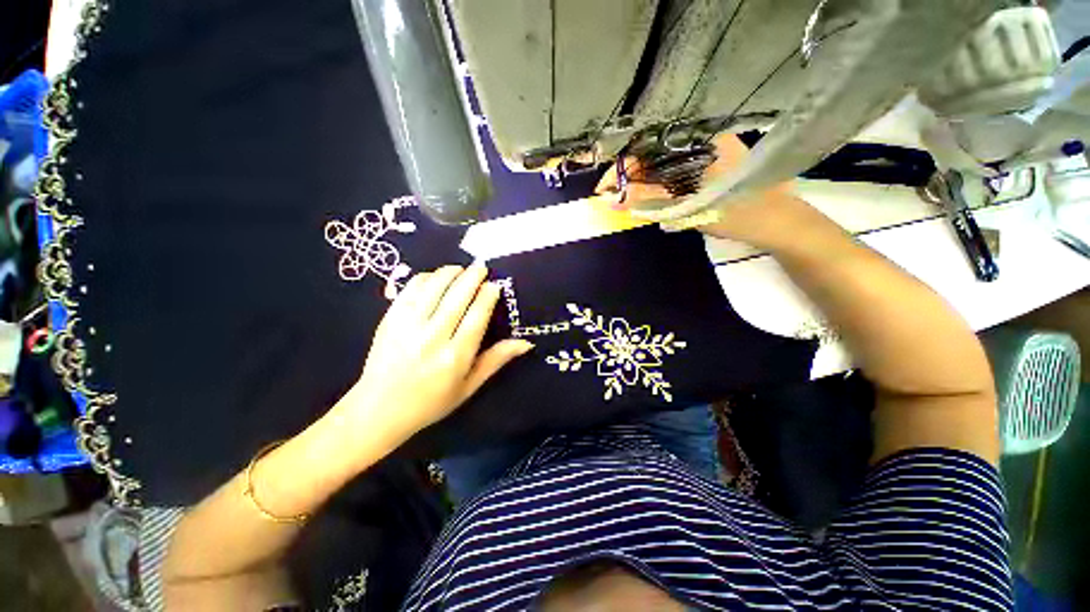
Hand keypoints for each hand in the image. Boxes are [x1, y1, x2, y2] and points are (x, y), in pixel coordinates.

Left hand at [341, 264, 532, 439]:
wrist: (379, 410)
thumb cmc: (431, 402)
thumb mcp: (469, 387)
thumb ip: (496, 360)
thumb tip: (526, 342)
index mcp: (455, 356)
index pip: (477, 316)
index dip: (488, 296)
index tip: (495, 285)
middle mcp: (433, 337)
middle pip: (457, 297)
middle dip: (472, 277)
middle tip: (481, 267)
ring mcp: (408, 326)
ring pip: (433, 288)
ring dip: (449, 273)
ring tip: (460, 268)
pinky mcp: (389, 320)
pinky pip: (410, 291)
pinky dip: (424, 279)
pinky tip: (434, 277)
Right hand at [595, 134, 804, 248]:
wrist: (781, 223)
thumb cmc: (741, 214)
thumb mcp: (691, 208)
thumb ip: (650, 200)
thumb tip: (612, 199)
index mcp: (702, 143)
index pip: (651, 150)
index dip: (623, 169)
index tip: (604, 189)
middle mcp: (704, 141)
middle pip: (655, 156)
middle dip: (629, 177)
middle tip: (612, 198)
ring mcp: (708, 153)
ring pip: (663, 165)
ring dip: (642, 183)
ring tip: (625, 200)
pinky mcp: (709, 166)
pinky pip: (675, 172)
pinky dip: (658, 185)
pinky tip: (649, 197)